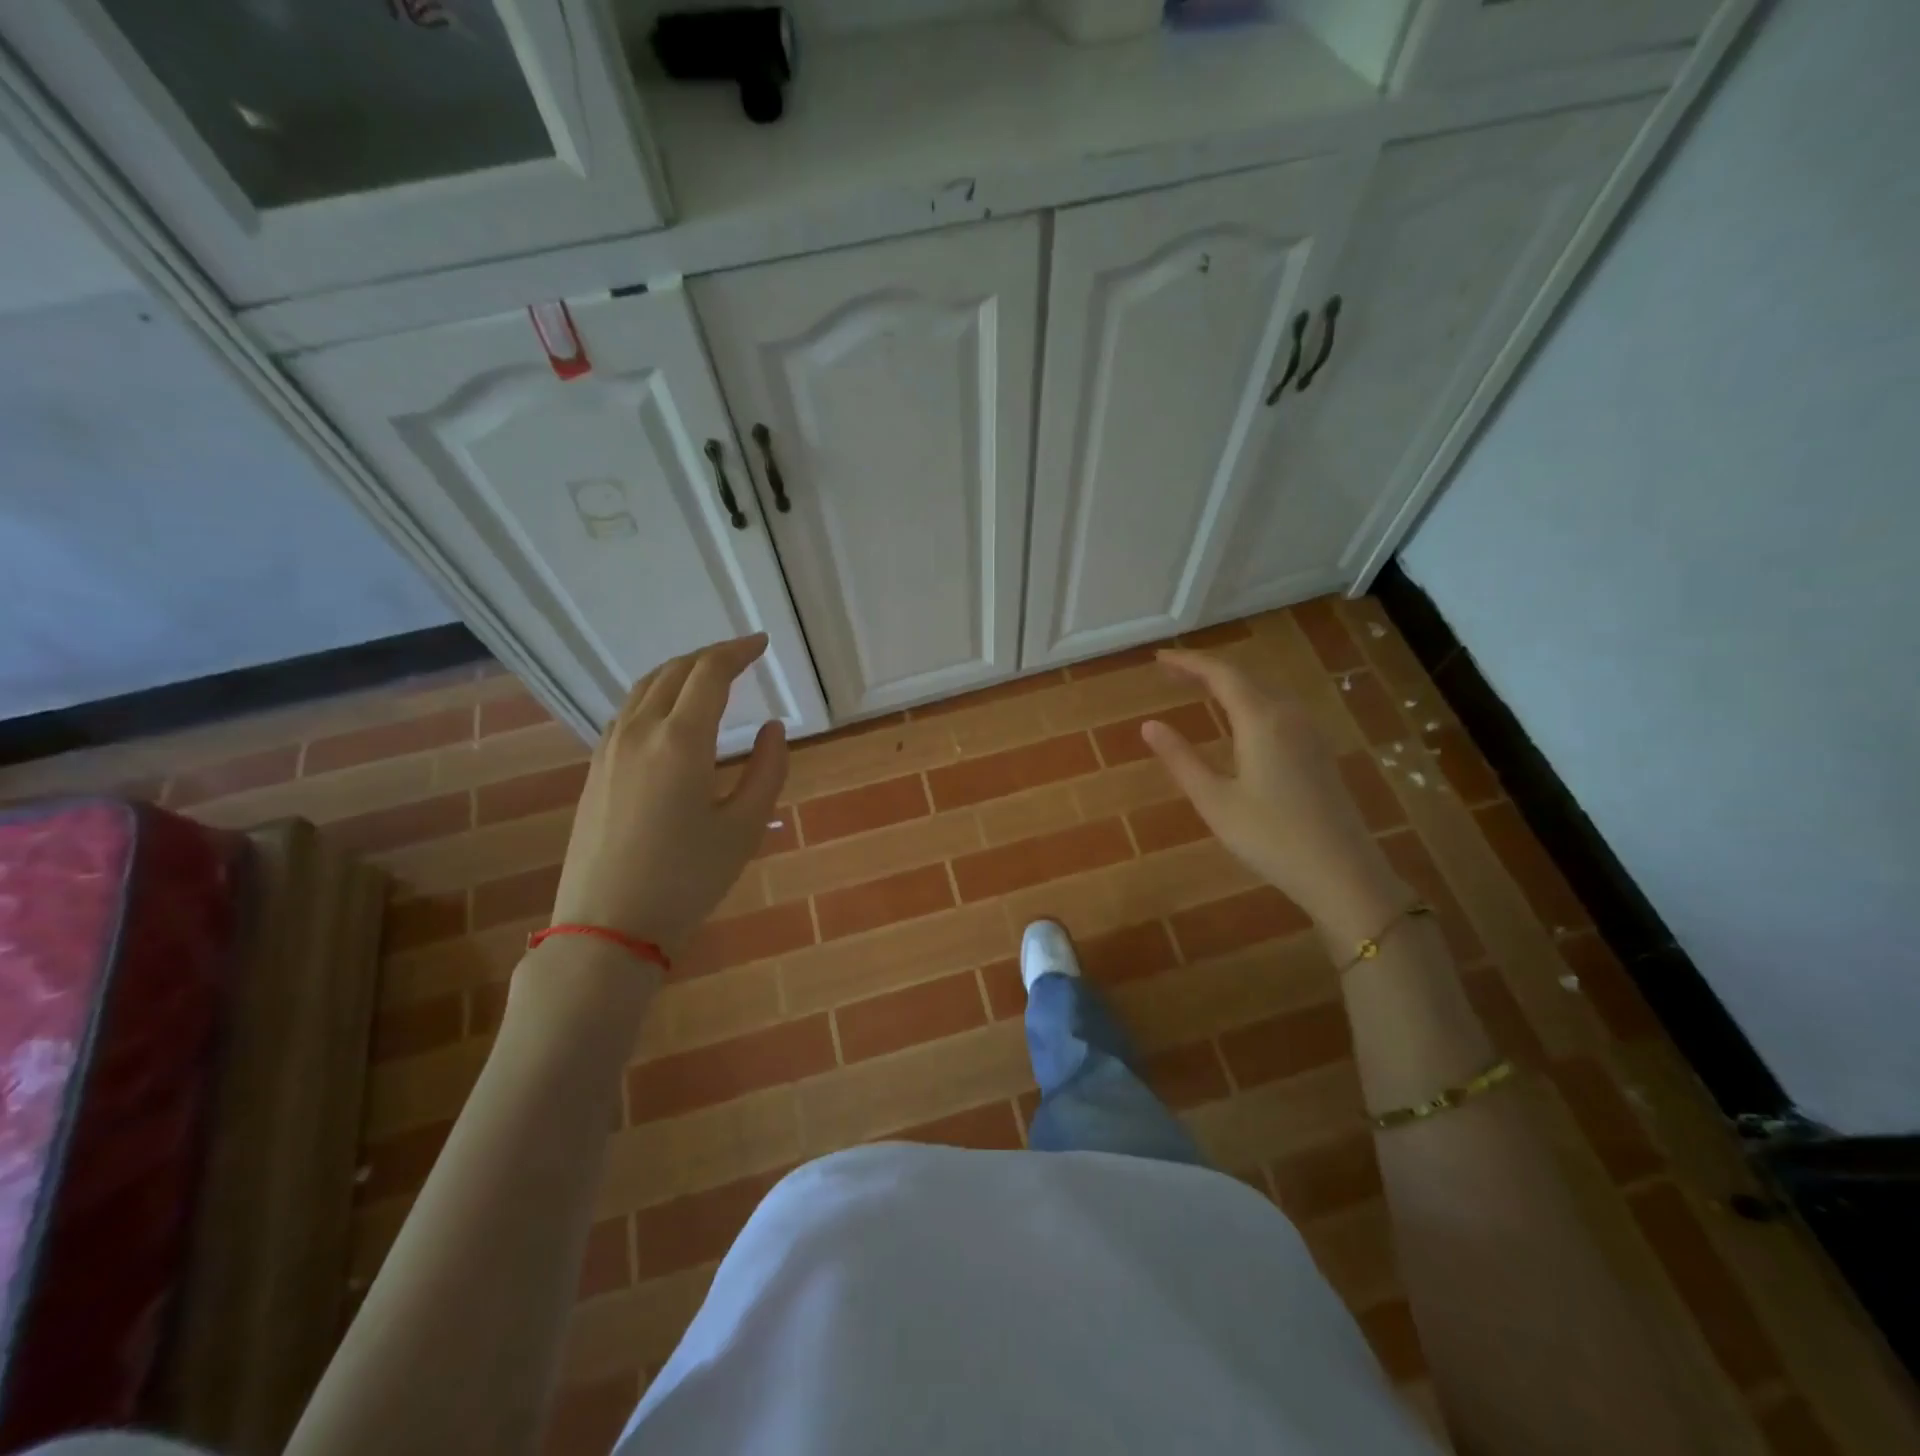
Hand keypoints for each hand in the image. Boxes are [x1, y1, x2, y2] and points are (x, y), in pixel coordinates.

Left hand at [548, 635, 787, 960]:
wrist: (607, 925)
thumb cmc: (687, 879)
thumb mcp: (744, 827)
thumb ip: (767, 770)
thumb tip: (771, 728)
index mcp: (680, 740)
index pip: (709, 673)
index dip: (738, 651)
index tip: (761, 644)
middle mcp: (639, 732)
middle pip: (673, 671)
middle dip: (710, 656)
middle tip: (741, 656)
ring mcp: (609, 749)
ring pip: (644, 688)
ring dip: (679, 673)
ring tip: (708, 678)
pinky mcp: (595, 770)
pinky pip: (627, 713)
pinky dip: (655, 697)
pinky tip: (670, 716)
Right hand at [1141, 649, 1407, 940]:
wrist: (1343, 873)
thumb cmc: (1271, 838)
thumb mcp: (1214, 801)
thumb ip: (1181, 759)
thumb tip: (1149, 725)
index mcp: (1261, 721)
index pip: (1221, 674)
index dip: (1189, 662)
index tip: (1159, 658)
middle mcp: (1289, 716)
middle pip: (1245, 676)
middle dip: (1207, 669)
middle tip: (1172, 672)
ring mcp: (1309, 732)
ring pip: (1265, 690)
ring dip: (1231, 683)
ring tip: (1200, 688)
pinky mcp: (1318, 750)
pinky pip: (1279, 707)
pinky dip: (1251, 699)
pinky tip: (1241, 719)